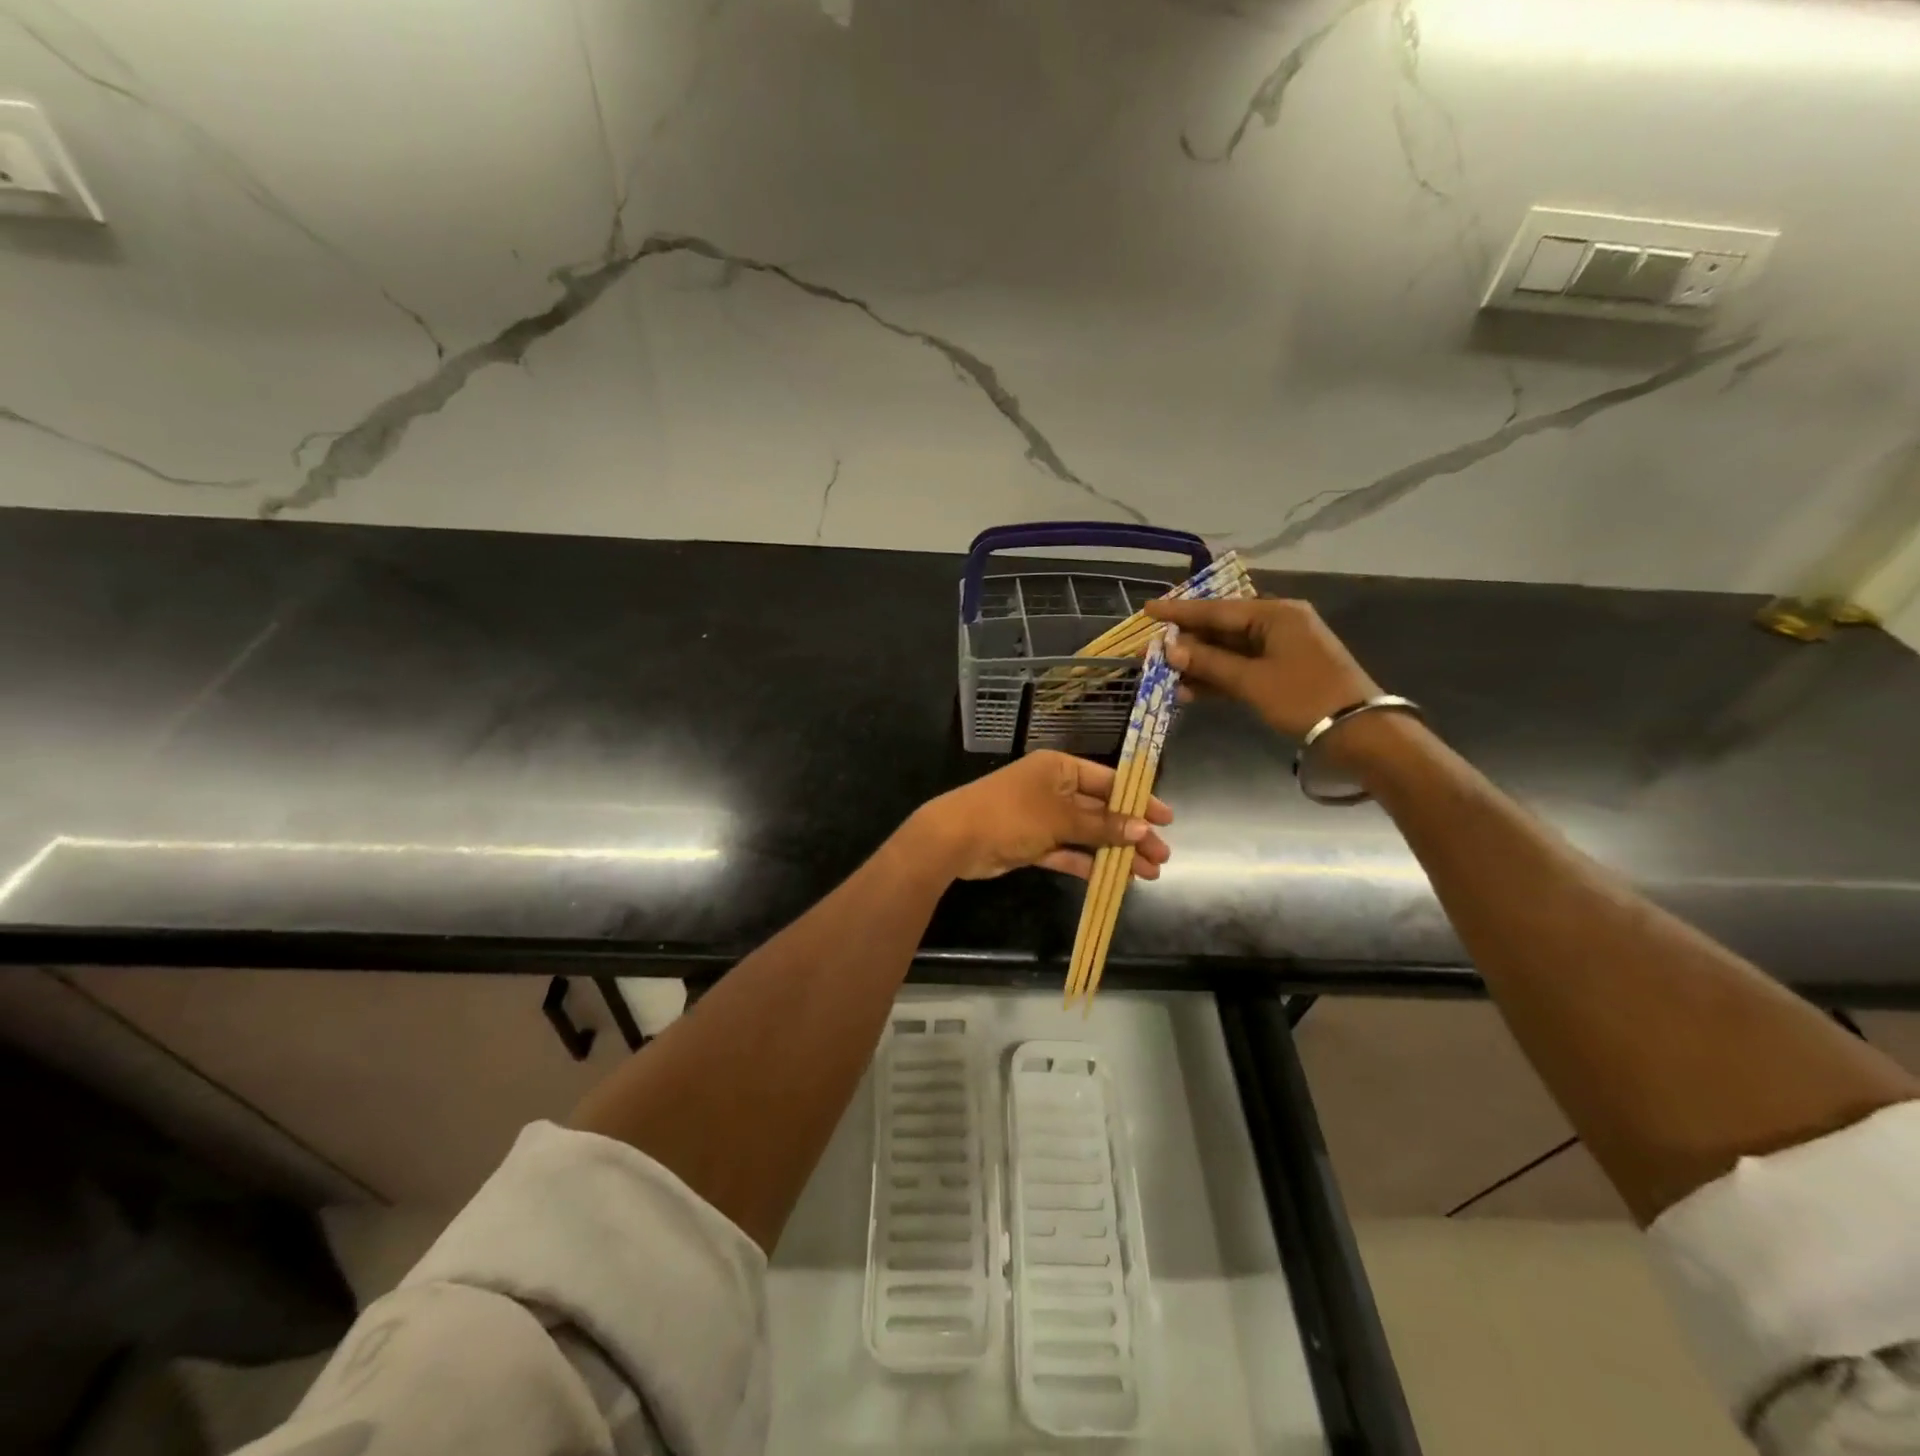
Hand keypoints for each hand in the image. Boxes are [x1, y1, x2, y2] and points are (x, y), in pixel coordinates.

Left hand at [912, 750, 1173, 881]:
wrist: (955, 839)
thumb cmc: (1011, 815)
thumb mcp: (1060, 818)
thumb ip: (1101, 826)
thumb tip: (1142, 829)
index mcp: (1059, 769)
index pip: (1108, 781)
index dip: (1138, 800)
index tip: (1166, 820)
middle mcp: (1053, 789)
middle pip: (1101, 811)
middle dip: (1130, 833)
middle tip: (1161, 856)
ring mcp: (1042, 818)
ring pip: (1087, 835)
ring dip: (1115, 853)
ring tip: (1147, 874)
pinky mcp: (1033, 844)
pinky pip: (1069, 852)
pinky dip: (1089, 864)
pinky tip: (1114, 880)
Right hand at [1145, 596, 1380, 738]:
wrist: (1359, 732)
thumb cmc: (1304, 698)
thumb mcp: (1252, 681)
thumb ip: (1209, 663)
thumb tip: (1171, 650)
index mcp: (1274, 614)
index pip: (1216, 609)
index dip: (1179, 612)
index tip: (1148, 610)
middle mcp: (1277, 623)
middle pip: (1221, 628)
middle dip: (1185, 642)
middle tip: (1150, 649)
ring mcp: (1281, 648)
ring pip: (1229, 650)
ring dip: (1198, 664)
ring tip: (1164, 676)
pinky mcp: (1283, 671)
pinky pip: (1241, 667)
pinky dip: (1218, 678)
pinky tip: (1189, 691)